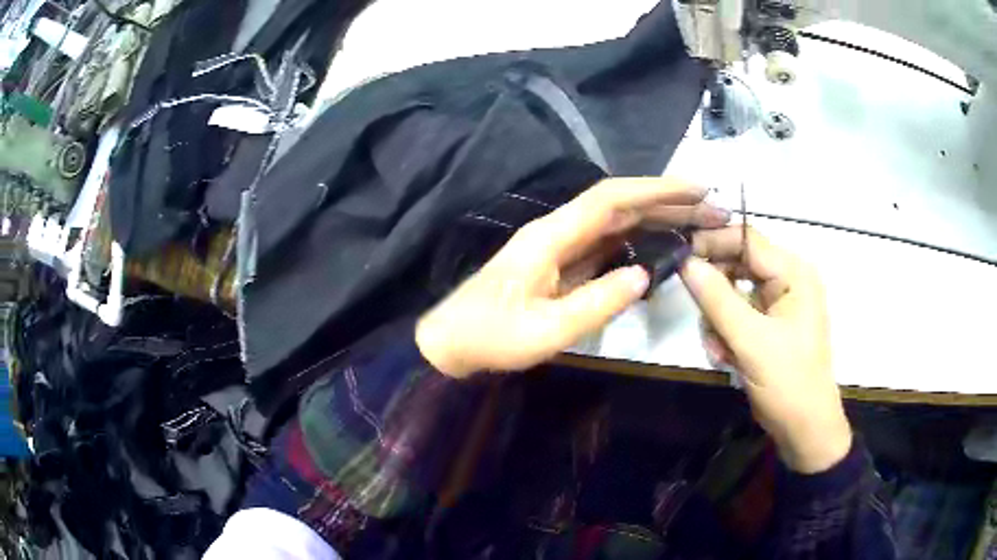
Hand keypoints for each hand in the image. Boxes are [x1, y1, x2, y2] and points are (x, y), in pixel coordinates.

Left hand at [416, 177, 729, 378]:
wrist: (451, 344)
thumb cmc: (490, 338)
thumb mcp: (545, 330)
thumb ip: (596, 303)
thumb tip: (643, 274)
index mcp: (551, 236)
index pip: (611, 199)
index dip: (655, 189)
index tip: (695, 189)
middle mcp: (558, 232)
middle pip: (619, 205)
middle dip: (666, 203)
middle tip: (711, 210)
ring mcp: (559, 248)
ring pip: (615, 224)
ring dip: (656, 220)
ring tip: (697, 227)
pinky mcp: (560, 266)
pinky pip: (606, 246)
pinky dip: (636, 243)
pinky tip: (660, 250)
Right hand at [680, 227, 850, 473]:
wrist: (804, 429)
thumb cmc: (788, 383)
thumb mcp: (751, 341)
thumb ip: (717, 299)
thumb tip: (684, 262)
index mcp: (794, 274)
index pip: (747, 240)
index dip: (711, 244)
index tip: (677, 258)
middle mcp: (787, 281)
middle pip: (737, 265)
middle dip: (715, 294)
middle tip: (699, 317)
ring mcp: (778, 304)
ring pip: (732, 293)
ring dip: (718, 320)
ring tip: (718, 351)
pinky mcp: (769, 325)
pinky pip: (737, 315)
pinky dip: (725, 333)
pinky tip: (724, 357)